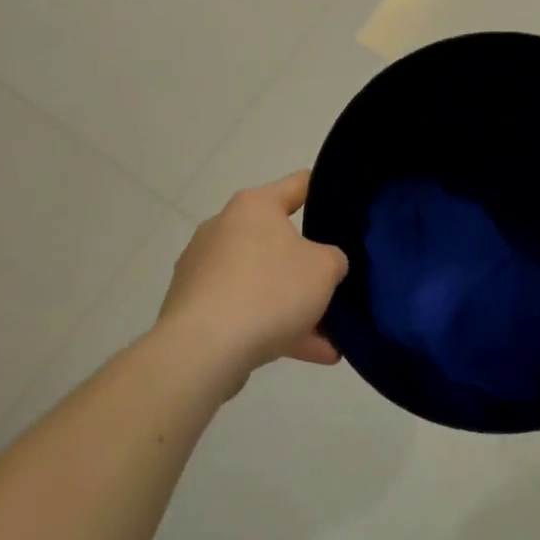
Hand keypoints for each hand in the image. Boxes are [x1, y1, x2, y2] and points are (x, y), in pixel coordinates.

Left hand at [157, 171, 347, 391]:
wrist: (202, 350)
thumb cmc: (269, 290)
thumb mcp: (324, 269)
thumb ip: (333, 259)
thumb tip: (323, 265)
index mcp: (254, 206)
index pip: (299, 185)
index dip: (326, 192)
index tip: (347, 207)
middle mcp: (223, 228)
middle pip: (277, 240)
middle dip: (307, 266)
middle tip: (336, 282)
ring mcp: (203, 270)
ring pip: (261, 282)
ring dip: (293, 307)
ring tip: (330, 338)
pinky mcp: (192, 308)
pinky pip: (243, 312)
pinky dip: (272, 328)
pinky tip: (309, 354)